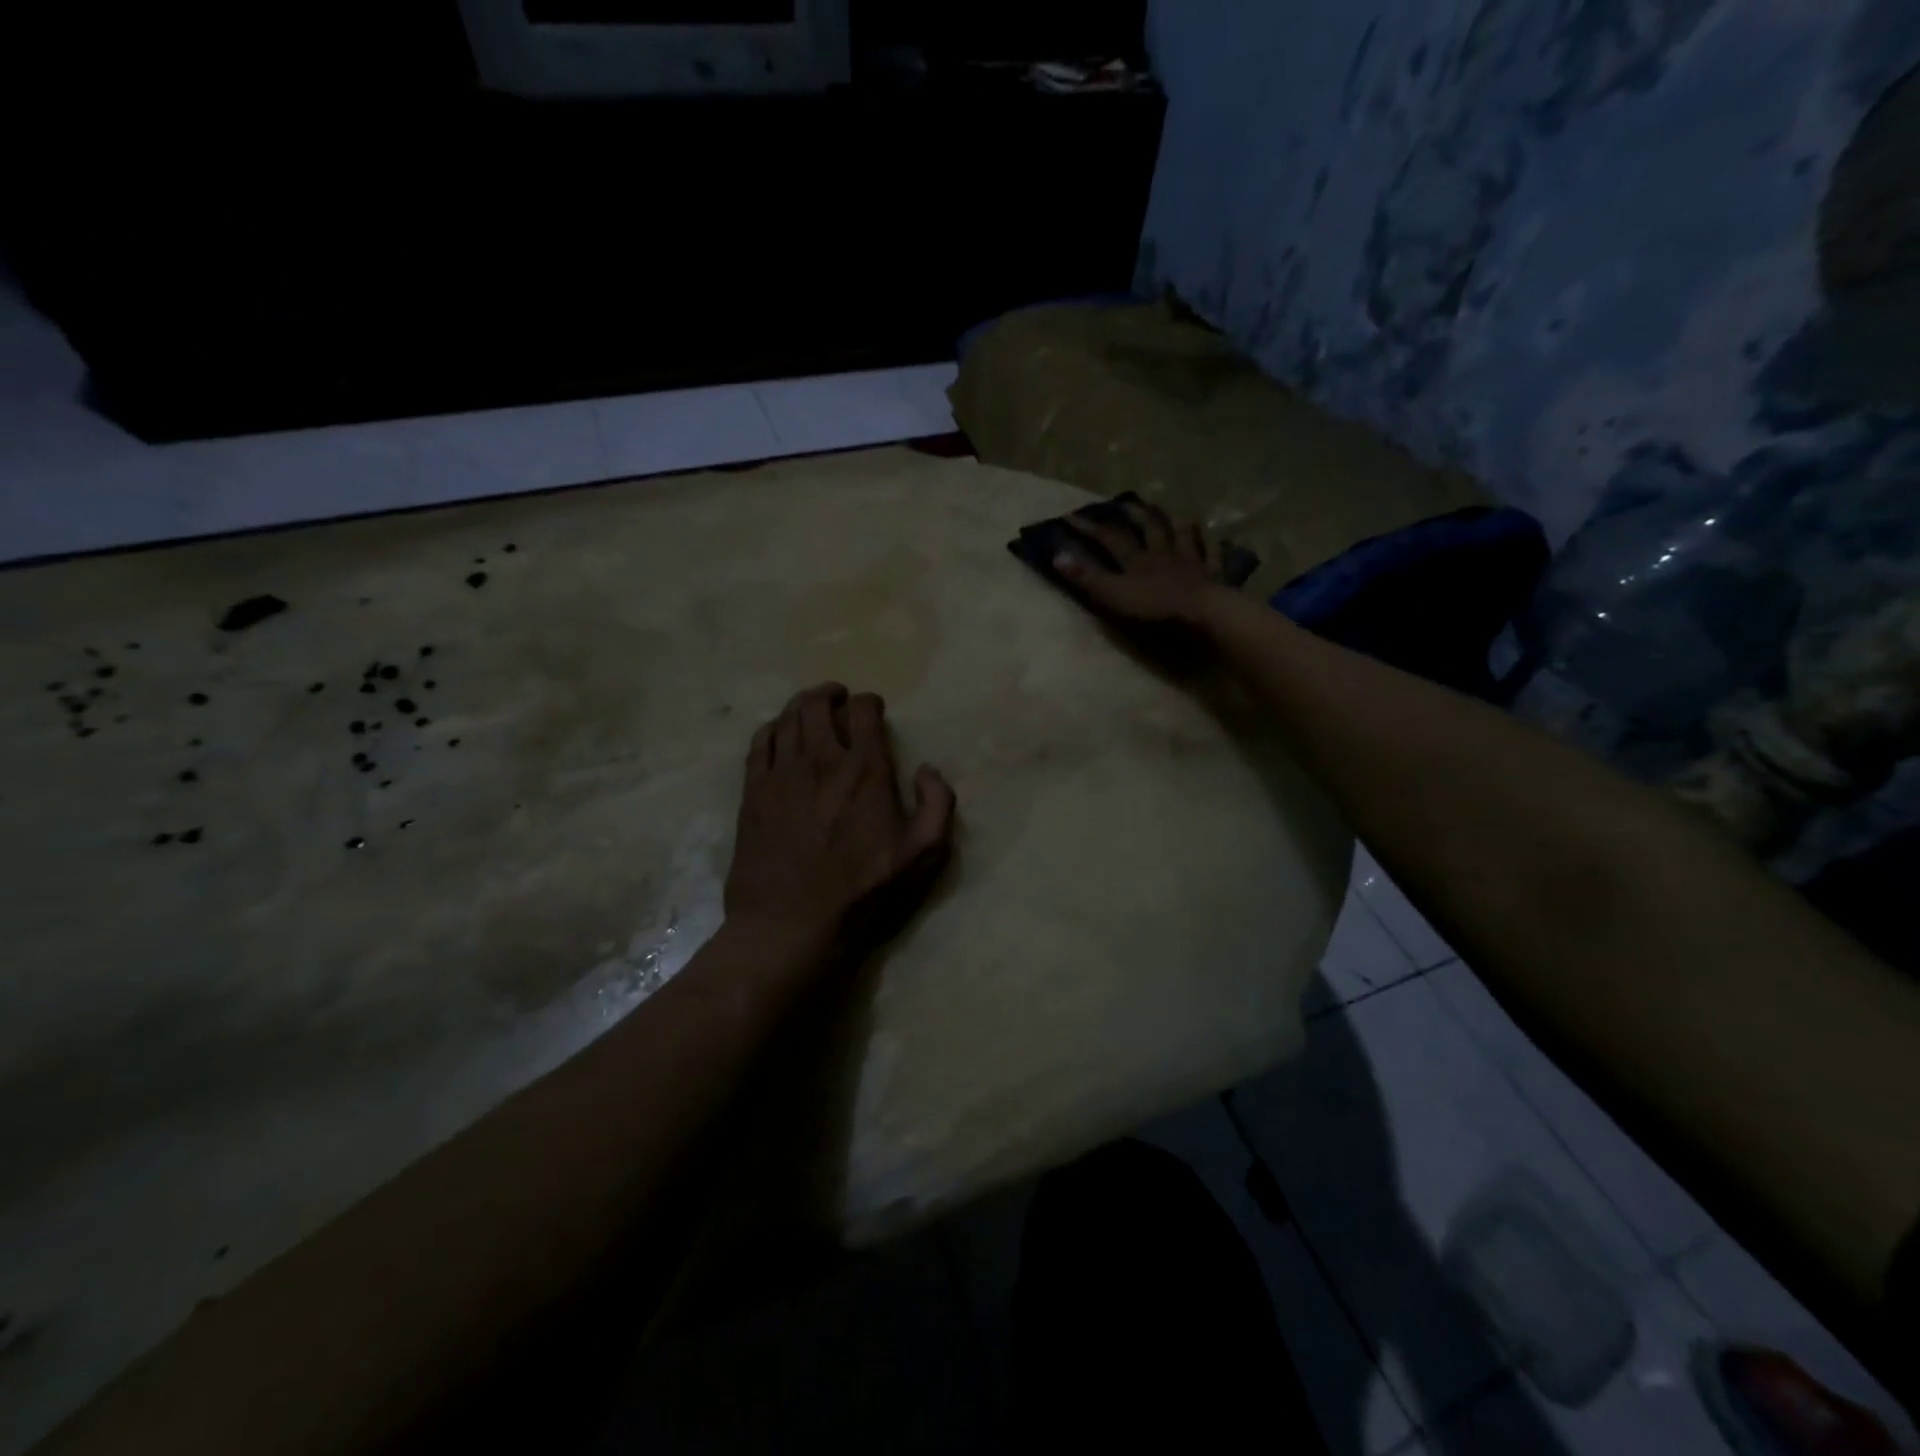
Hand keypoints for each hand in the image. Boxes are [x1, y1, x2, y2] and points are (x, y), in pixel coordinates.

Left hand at [724, 683, 956, 966]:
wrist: (790, 925)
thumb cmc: (862, 893)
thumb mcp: (922, 856)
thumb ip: (937, 805)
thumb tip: (929, 769)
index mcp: (865, 771)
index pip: (864, 712)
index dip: (870, 702)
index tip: (873, 709)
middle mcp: (821, 760)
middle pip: (818, 705)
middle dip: (831, 694)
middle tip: (838, 698)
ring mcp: (782, 774)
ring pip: (787, 718)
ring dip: (801, 705)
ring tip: (810, 708)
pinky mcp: (753, 792)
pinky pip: (759, 743)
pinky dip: (772, 728)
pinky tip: (778, 732)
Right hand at [1052, 498, 1238, 627]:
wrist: (1205, 617)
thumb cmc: (1156, 610)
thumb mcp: (1113, 596)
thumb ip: (1087, 577)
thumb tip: (1056, 554)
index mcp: (1137, 560)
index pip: (1109, 538)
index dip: (1088, 528)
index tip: (1069, 516)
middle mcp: (1163, 554)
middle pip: (1148, 528)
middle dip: (1134, 514)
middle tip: (1125, 501)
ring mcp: (1192, 563)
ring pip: (1183, 536)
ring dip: (1176, 523)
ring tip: (1173, 512)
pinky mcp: (1214, 577)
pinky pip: (1213, 556)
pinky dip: (1212, 546)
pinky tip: (1216, 539)